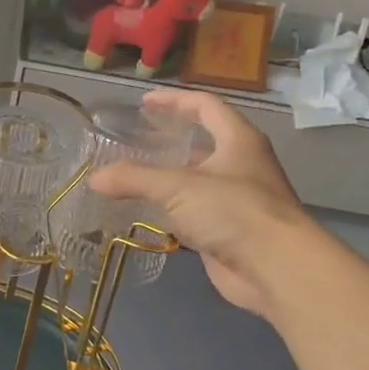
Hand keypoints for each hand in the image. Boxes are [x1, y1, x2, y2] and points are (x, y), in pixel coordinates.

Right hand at [89, 87, 305, 322]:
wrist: (275, 268)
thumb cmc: (233, 212)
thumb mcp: (177, 187)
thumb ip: (133, 179)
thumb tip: (93, 178)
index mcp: (238, 140)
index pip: (206, 106)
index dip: (175, 101)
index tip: (144, 103)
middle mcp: (242, 165)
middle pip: (204, 142)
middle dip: (170, 140)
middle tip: (135, 141)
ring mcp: (238, 200)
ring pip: (198, 180)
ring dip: (169, 178)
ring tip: (133, 177)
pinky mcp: (230, 231)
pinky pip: (196, 213)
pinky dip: (172, 210)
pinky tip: (147, 213)